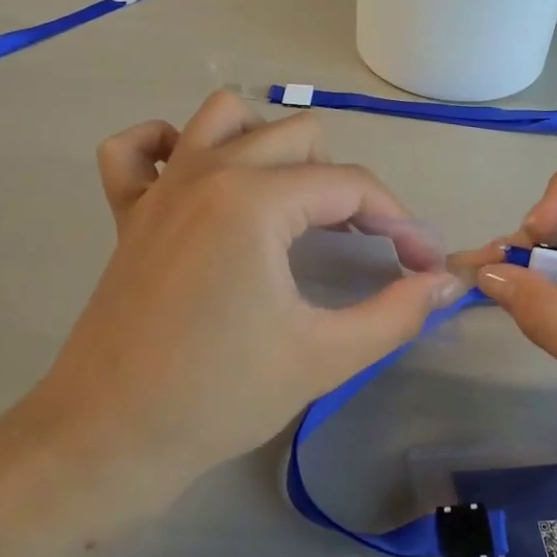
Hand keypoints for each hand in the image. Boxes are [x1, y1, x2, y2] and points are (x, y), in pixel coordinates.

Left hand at [28, 92, 464, 499]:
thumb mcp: (324, 355)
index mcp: (254, 200)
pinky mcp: (128, 212)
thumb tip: (447, 282)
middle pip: (298, 136)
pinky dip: (168, 148)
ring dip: (268, 145)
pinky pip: (137, 149)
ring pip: (223, 117)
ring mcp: (160, 186)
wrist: (109, 439)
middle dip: (342, 184)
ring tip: (288, 201)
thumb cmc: (219, 396)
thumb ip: (397, 313)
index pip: (350, 185)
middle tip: (359, 243)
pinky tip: (196, 182)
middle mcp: (206, 171)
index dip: (398, 221)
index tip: (422, 263)